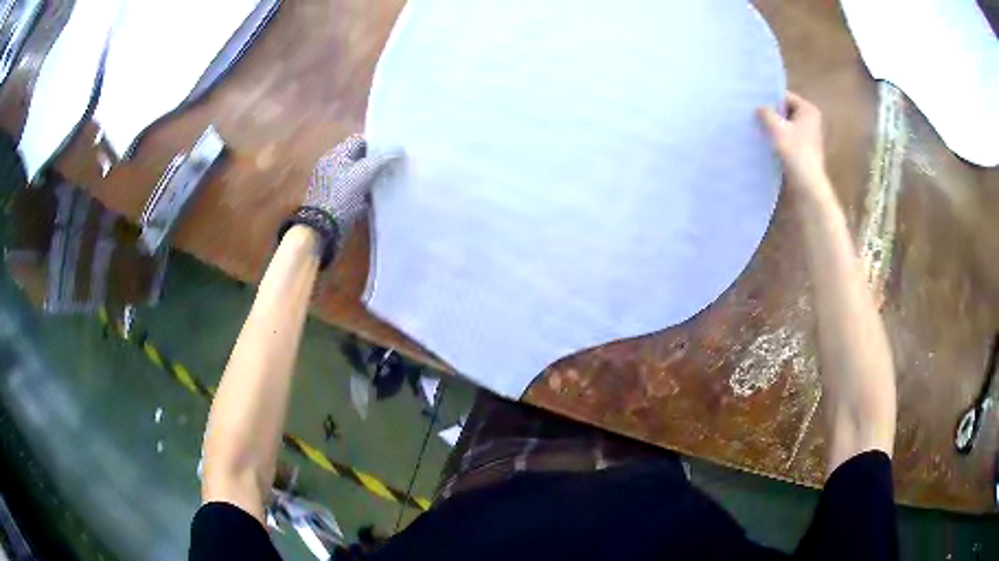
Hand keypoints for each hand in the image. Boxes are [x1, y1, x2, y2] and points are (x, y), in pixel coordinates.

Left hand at [304, 135, 402, 236]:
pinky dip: (364, 192)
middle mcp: (332, 166)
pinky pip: (353, 191)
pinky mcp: (334, 200)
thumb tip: (399, 149)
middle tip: (394, 165)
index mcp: (335, 154)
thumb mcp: (363, 173)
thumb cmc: (340, 196)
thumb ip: (382, 158)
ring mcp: (331, 184)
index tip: (393, 149)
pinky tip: (377, 197)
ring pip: (357, 175)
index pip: (358, 140)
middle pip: (358, 158)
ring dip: (371, 178)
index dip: (376, 142)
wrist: (321, 229)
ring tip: (390, 180)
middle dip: (376, 161)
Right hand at [757, 92, 828, 192]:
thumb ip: (766, 113)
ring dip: (774, 128)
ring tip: (758, 129)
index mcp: (808, 110)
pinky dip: (779, 139)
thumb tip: (759, 108)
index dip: (769, 99)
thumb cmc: (795, 153)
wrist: (808, 185)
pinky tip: (767, 143)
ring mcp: (809, 136)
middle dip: (771, 115)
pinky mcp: (805, 150)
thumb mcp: (776, 128)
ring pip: (786, 125)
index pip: (784, 97)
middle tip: (754, 116)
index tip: (755, 104)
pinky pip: (789, 138)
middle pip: (786, 111)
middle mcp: (811, 120)